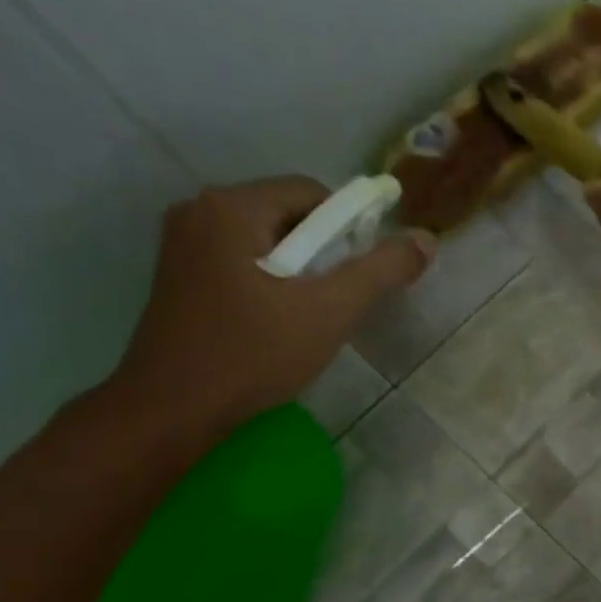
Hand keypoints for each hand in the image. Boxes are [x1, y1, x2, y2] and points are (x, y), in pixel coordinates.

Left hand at [110, 176, 434, 440]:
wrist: (174, 409)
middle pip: (289, 213)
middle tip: (336, 300)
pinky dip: (271, 280)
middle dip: (324, 252)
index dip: (349, 228)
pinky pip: (242, 259)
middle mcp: (199, 211)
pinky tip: (276, 321)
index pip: (312, 192)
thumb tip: (426, 239)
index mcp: (231, 207)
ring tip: (309, 315)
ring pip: (267, 240)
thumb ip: (381, 270)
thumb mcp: (331, 310)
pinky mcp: (179, 275)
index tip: (359, 275)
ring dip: (299, 269)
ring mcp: (183, 243)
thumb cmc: (254, 353)